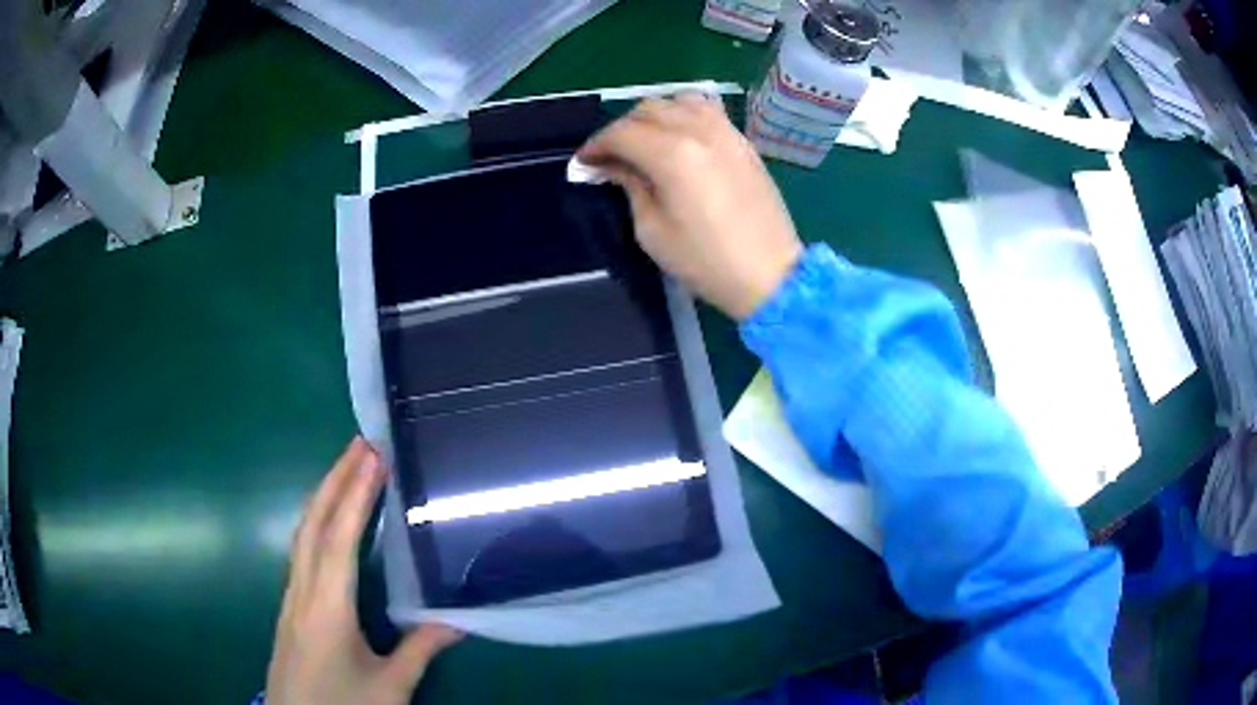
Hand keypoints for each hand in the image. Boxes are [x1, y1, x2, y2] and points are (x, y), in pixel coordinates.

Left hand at [267, 438, 461, 704]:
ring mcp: (291, 599)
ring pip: (302, 535)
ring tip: (348, 470)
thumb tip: (457, 621)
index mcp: (327, 609)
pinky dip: (318, 524)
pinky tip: (331, 525)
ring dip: (324, 497)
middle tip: (360, 443)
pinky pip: (301, 553)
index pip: (339, 540)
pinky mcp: (290, 610)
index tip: (374, 457)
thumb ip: (420, 651)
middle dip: (334, 479)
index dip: (356, 495)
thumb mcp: (390, 688)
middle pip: (313, 524)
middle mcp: (302, 593)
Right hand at [578, 93, 803, 320]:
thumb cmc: (705, 261)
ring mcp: (726, 132)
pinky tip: (679, 137)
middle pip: (648, 110)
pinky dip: (685, 114)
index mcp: (672, 154)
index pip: (621, 133)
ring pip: (679, 101)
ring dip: (654, 116)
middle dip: (621, 129)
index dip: (596, 145)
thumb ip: (631, 187)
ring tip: (646, 142)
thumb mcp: (652, 231)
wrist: (770, 274)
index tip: (585, 163)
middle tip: (611, 157)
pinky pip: (708, 110)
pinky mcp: (743, 141)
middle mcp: (699, 131)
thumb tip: (613, 166)